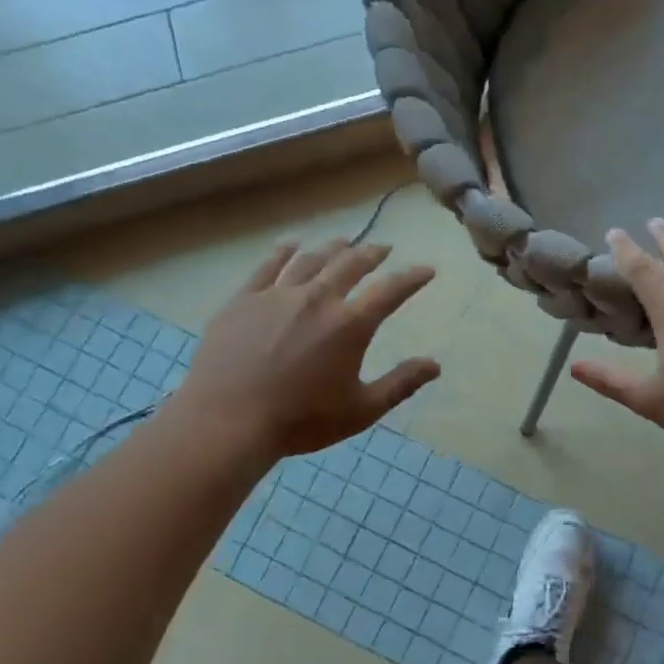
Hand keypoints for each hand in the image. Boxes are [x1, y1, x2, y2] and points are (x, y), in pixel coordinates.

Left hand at [169, 239, 440, 461]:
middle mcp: (318, 298)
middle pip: (351, 264)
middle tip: (384, 248)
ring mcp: (278, 295)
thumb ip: (401, 384)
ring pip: (311, 259)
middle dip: (372, 253)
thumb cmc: (301, 420)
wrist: (228, 420)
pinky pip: (268, 266)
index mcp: (350, 324)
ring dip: (332, 248)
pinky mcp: (244, 299)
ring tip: (344, 242)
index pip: (390, 290)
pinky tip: (291, 246)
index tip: (426, 270)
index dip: (412, 278)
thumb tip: (435, 365)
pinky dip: (283, 252)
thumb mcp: (361, 410)